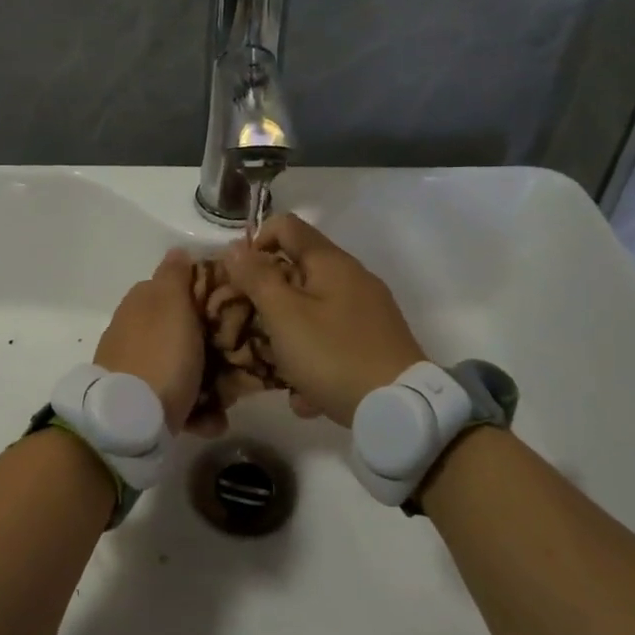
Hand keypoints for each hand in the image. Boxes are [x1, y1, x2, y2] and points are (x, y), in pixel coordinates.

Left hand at [94, 250, 223, 436]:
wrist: (130, 421)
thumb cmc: (161, 356)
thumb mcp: (172, 305)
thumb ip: (176, 275)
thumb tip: (177, 250)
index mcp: (143, 301)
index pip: (182, 286)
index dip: (212, 296)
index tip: (239, 311)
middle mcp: (136, 329)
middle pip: (187, 330)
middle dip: (214, 345)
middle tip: (238, 358)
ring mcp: (137, 365)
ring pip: (186, 366)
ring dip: (210, 382)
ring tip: (227, 399)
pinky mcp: (142, 399)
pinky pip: (178, 398)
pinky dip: (196, 409)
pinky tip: (209, 421)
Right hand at [222, 215, 424, 427]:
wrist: (399, 409)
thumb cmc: (333, 354)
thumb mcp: (284, 315)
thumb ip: (257, 278)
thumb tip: (235, 247)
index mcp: (331, 262)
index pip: (286, 225)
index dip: (256, 242)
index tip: (239, 278)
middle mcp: (353, 279)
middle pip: (298, 270)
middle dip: (268, 296)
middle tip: (248, 324)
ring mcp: (367, 312)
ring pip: (313, 311)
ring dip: (288, 334)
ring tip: (275, 366)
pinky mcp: (375, 343)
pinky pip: (332, 341)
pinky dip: (315, 360)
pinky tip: (306, 395)